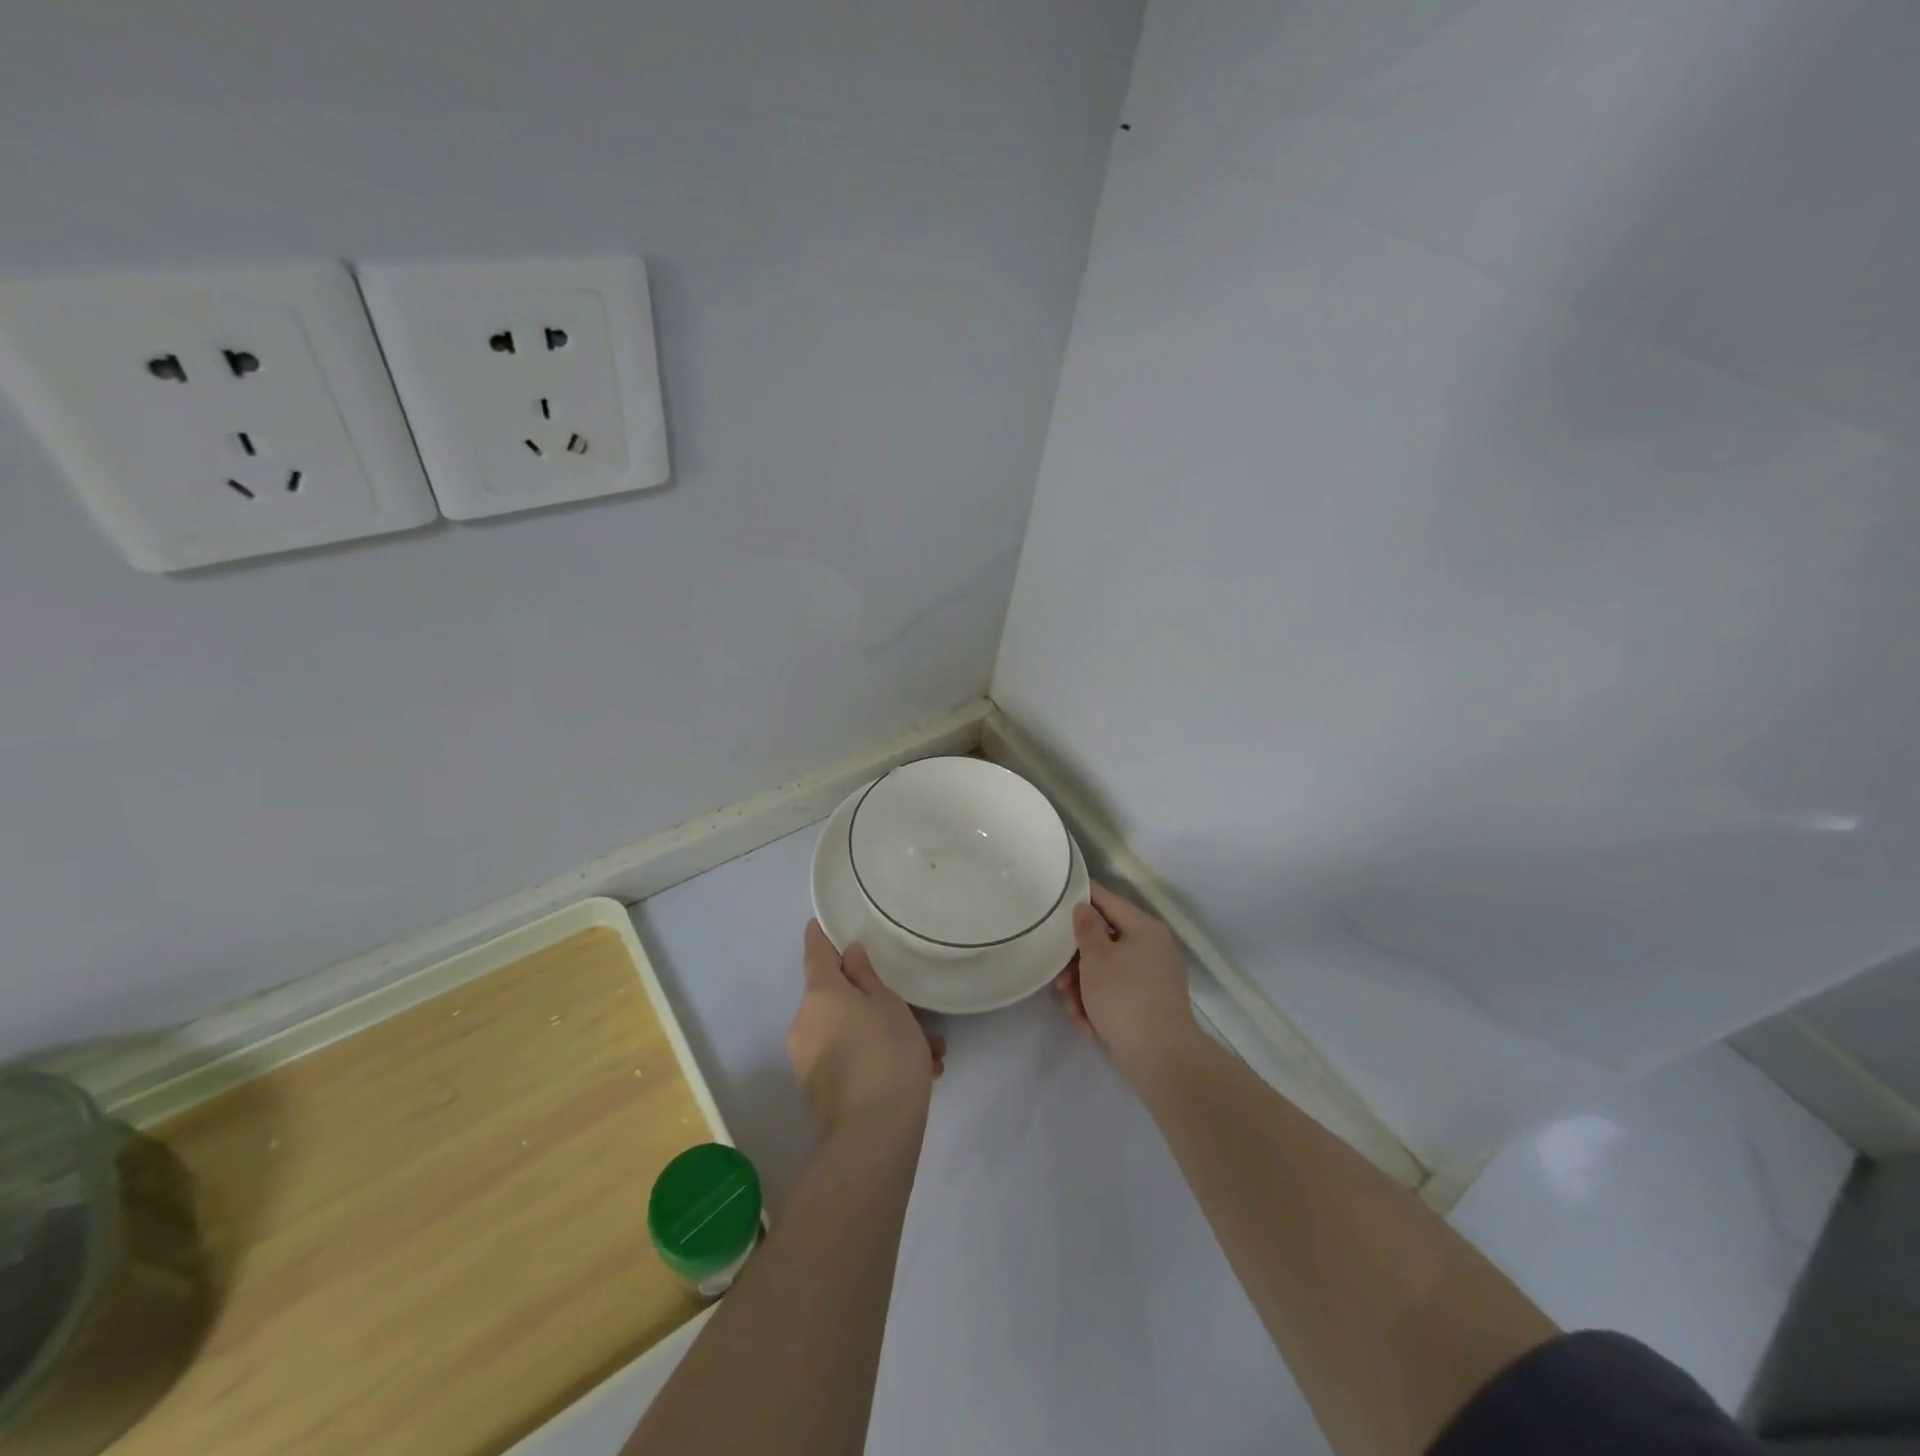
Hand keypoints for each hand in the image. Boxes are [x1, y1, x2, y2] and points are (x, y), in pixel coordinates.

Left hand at [788, 921, 945, 1134]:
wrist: (872, 1138)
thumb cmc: (886, 1054)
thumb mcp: (889, 1005)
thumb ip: (867, 977)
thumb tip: (848, 955)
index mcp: (820, 994)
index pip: (815, 951)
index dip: (821, 935)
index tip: (825, 923)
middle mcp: (805, 1022)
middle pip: (838, 997)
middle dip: (874, 1001)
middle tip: (912, 1011)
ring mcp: (808, 1060)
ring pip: (849, 1032)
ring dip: (884, 1035)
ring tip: (930, 1053)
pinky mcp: (818, 1090)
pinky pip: (849, 1060)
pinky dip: (876, 1060)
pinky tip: (920, 1074)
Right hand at [1052, 882, 1195, 1078]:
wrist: (1161, 1057)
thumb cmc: (1124, 997)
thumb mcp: (1096, 958)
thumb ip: (1086, 928)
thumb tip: (1084, 907)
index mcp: (1144, 928)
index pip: (1107, 900)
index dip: (1081, 897)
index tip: (1055, 900)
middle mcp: (1152, 948)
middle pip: (1104, 941)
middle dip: (1076, 961)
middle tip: (1058, 978)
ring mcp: (1153, 979)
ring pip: (1107, 971)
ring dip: (1084, 988)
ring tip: (1071, 1009)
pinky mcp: (1150, 1006)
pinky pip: (1117, 994)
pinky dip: (1099, 1006)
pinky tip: (1086, 1025)